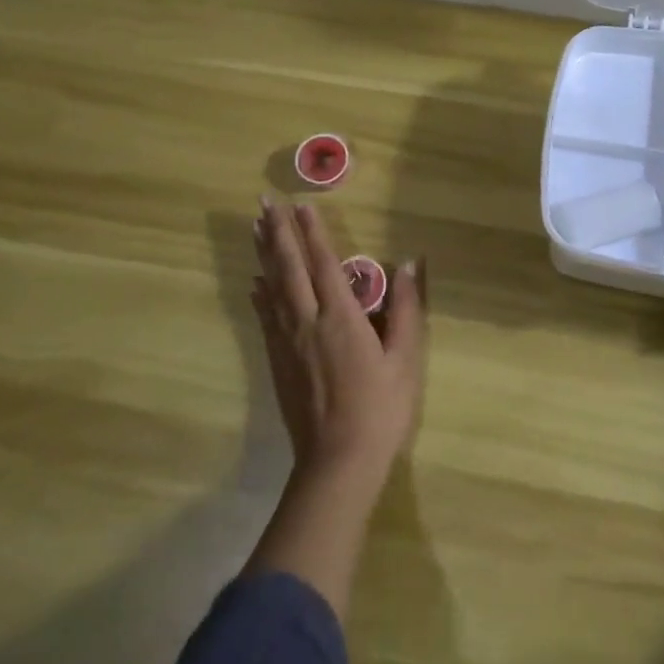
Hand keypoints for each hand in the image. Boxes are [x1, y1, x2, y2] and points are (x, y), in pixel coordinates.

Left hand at [251, 197, 428, 490]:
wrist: (337, 463)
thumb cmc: (380, 410)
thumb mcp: (405, 359)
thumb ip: (407, 308)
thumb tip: (409, 262)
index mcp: (341, 317)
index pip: (324, 263)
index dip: (313, 231)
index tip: (301, 203)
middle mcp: (308, 321)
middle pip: (289, 268)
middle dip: (278, 232)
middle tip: (264, 200)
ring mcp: (288, 342)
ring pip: (273, 287)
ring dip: (264, 254)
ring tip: (254, 227)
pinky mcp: (277, 362)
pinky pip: (265, 317)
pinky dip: (260, 293)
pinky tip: (255, 282)